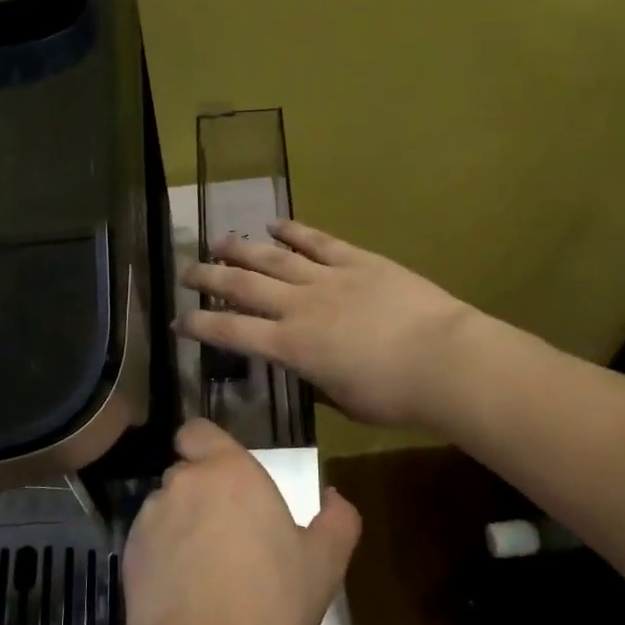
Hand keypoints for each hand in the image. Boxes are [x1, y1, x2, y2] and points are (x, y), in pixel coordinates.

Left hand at [122, 420, 360, 624]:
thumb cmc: (275, 599)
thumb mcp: (325, 560)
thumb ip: (338, 518)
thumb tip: (333, 497)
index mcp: (229, 470)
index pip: (198, 431)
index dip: (205, 446)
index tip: (221, 473)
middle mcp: (183, 483)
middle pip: (185, 473)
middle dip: (200, 494)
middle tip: (225, 533)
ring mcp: (151, 518)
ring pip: (164, 508)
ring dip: (179, 524)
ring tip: (202, 569)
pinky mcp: (128, 554)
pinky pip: (147, 543)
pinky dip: (160, 556)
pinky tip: (181, 592)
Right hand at [179, 220, 483, 429]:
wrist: (445, 360)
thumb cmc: (395, 396)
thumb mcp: (344, 401)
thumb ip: (316, 381)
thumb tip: (305, 369)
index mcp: (291, 347)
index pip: (232, 332)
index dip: (201, 324)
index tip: (179, 320)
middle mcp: (299, 306)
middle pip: (243, 286)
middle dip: (209, 278)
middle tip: (186, 271)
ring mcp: (327, 278)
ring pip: (273, 258)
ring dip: (242, 248)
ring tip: (218, 240)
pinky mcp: (357, 260)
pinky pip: (318, 241)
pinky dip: (294, 230)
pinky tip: (275, 223)